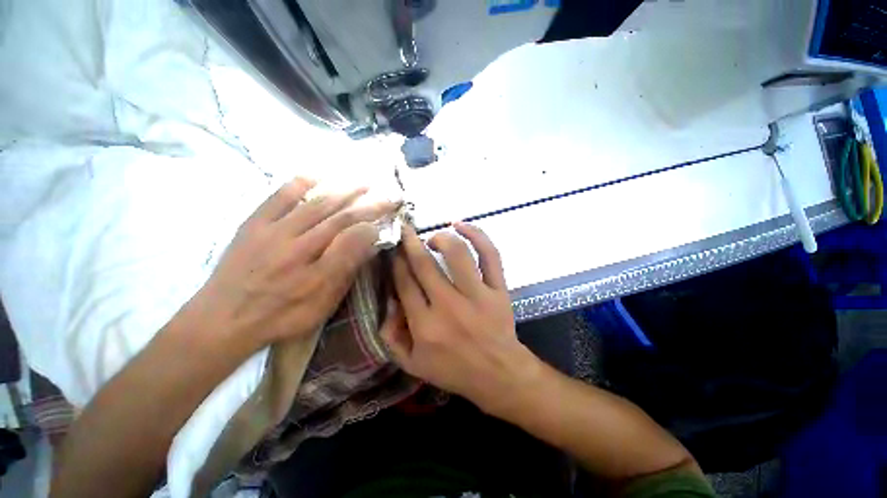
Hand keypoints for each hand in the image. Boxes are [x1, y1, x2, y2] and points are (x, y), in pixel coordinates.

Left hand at [191, 177, 396, 352]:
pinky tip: (316, 176)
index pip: (353, 238)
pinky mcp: (253, 224)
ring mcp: (273, 232)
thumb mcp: (321, 304)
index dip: (374, 224)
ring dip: (343, 190)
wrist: (222, 320)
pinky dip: (299, 183)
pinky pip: (278, 197)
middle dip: (367, 204)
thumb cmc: (281, 316)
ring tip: (362, 182)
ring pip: (315, 204)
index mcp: (316, 271)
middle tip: (385, 194)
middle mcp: (297, 246)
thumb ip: (345, 271)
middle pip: (339, 217)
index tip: (388, 214)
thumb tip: (368, 243)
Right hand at [382, 223, 541, 414]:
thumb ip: (391, 335)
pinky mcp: (498, 289)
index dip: (396, 261)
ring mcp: (477, 296)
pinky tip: (462, 225)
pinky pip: (490, 255)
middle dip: (410, 242)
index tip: (393, 248)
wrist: (499, 374)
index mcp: (425, 326)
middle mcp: (449, 307)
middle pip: (425, 264)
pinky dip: (477, 235)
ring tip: (433, 238)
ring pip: (457, 254)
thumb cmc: (453, 369)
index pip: (404, 282)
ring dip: (441, 238)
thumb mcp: (412, 363)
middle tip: (405, 230)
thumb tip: (388, 300)